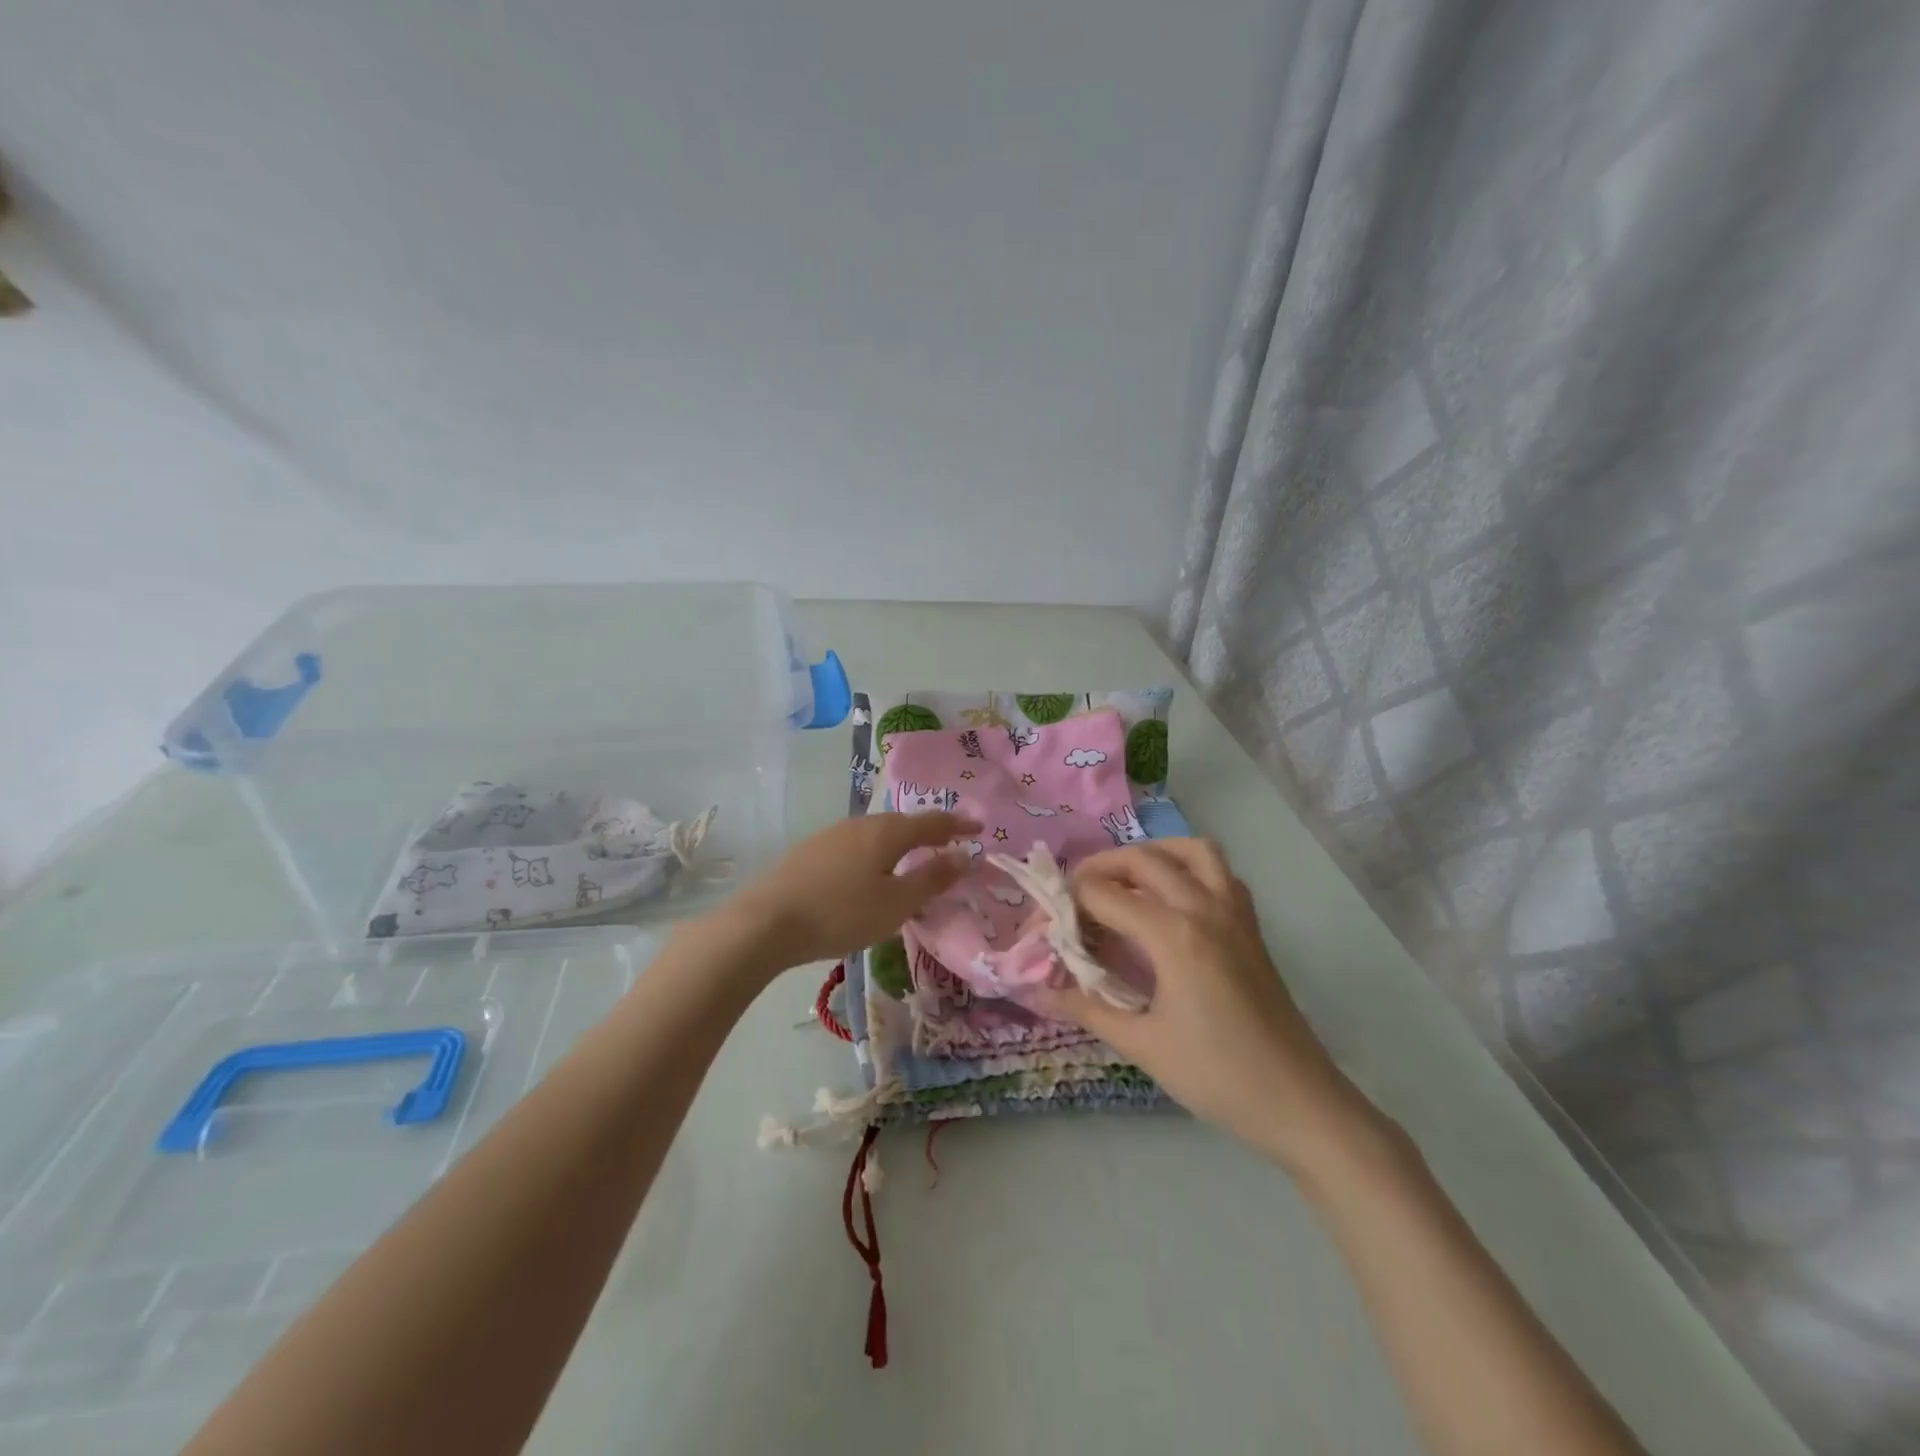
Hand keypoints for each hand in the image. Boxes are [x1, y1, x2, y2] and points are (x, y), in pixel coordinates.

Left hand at [720, 811, 981, 972]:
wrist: (765, 922)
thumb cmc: (841, 914)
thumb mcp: (896, 903)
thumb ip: (932, 878)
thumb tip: (965, 855)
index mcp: (887, 832)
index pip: (932, 822)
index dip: (958, 824)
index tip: (979, 827)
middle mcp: (861, 824)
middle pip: (902, 824)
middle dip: (928, 832)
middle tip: (948, 843)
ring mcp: (831, 835)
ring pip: (876, 834)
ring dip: (900, 844)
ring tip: (911, 859)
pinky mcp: (810, 851)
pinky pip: (855, 845)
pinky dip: (875, 854)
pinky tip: (868, 873)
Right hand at [1032, 839, 1370, 1168]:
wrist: (1299, 1102)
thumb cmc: (1217, 1076)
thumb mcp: (1142, 1045)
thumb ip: (1086, 1009)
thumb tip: (1035, 991)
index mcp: (1173, 935)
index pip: (1102, 894)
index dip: (1064, 904)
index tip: (1042, 925)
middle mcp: (1203, 907)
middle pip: (1140, 859)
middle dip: (1098, 868)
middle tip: (1072, 897)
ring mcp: (1233, 911)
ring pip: (1188, 851)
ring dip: (1150, 855)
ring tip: (1124, 882)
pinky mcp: (1250, 924)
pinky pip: (1219, 871)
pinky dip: (1188, 867)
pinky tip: (1172, 899)